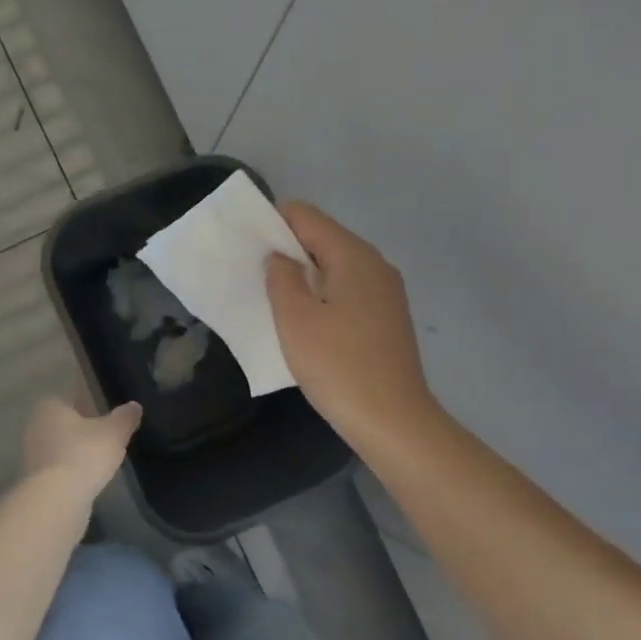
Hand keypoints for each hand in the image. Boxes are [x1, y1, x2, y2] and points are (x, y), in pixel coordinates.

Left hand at [20, 396, 141, 495]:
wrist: (56, 500)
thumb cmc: (84, 454)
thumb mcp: (114, 433)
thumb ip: (124, 418)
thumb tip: (134, 406)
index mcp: (50, 406)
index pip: (71, 399)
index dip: (89, 406)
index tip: (105, 417)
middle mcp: (34, 426)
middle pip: (62, 424)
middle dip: (80, 431)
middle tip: (104, 440)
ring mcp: (29, 454)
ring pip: (57, 447)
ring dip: (74, 453)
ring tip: (97, 462)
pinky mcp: (31, 479)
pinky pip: (55, 469)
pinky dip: (68, 472)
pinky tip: (84, 481)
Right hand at [266, 203, 439, 452]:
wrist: (394, 422)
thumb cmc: (339, 367)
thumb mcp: (295, 320)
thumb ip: (281, 278)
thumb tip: (281, 258)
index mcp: (354, 255)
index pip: (306, 216)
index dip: (273, 223)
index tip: (246, 247)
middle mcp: (375, 264)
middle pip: (323, 238)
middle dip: (287, 250)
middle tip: (254, 275)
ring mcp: (386, 292)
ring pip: (335, 266)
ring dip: (304, 275)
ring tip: (275, 300)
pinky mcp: (387, 318)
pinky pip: (347, 290)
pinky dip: (323, 295)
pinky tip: (307, 323)